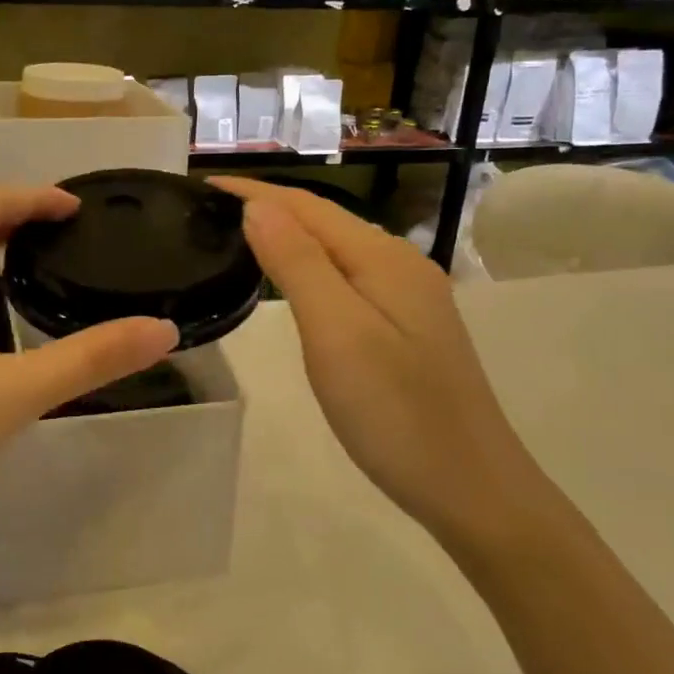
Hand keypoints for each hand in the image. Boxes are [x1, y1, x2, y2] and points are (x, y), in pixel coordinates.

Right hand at [211, 178, 551, 549]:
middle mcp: (400, 266)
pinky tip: (293, 281)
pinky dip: (310, 266)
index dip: (255, 192)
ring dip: (289, 234)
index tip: (202, 185)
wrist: (471, 488)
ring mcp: (409, 298)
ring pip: (337, 249)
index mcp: (384, 259)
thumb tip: (258, 207)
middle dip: (269, 206)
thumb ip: (297, 264)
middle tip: (211, 210)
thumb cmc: (395, 414)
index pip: (307, 207)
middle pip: (325, 221)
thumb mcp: (336, 334)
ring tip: (239, 235)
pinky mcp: (407, 328)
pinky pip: (348, 278)